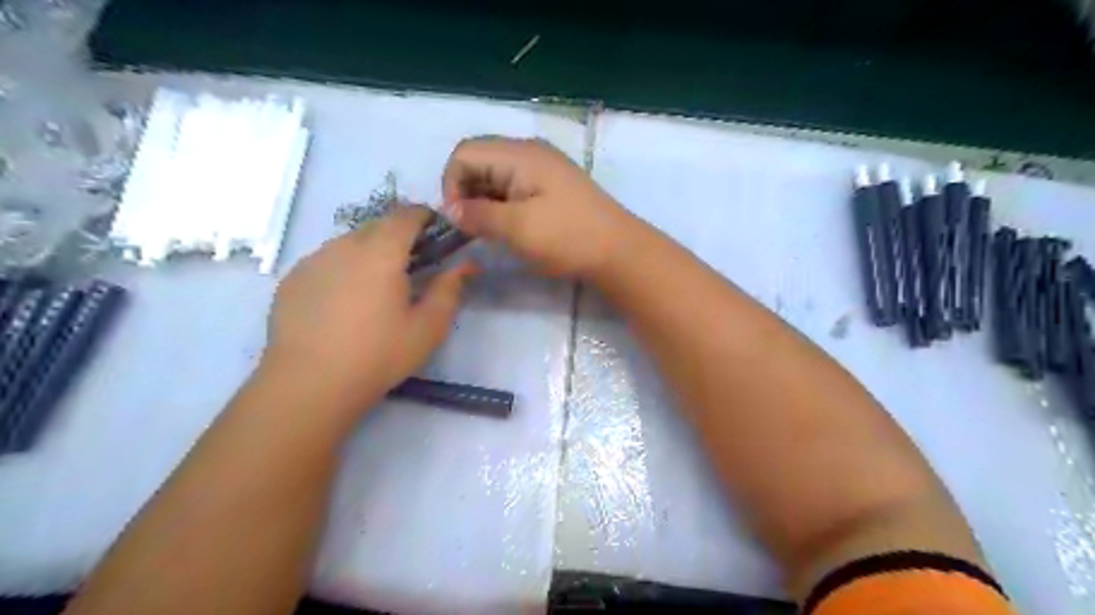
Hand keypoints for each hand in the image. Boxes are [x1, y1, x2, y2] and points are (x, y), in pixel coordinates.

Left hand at [261, 206, 478, 416]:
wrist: (309, 383)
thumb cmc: (379, 355)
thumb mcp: (428, 327)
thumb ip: (450, 289)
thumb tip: (467, 265)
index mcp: (381, 252)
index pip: (406, 215)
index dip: (425, 216)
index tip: (437, 231)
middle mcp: (344, 245)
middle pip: (377, 225)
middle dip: (398, 234)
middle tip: (412, 263)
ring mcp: (313, 260)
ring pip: (349, 241)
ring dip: (369, 251)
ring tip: (377, 285)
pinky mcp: (292, 279)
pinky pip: (326, 260)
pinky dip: (343, 267)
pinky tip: (345, 300)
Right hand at [442, 137, 638, 277]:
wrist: (619, 251)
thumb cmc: (567, 237)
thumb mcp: (517, 228)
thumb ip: (478, 215)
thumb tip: (450, 210)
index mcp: (520, 154)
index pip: (465, 153)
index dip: (451, 184)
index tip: (459, 219)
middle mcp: (530, 153)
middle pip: (479, 161)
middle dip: (466, 192)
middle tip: (474, 228)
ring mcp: (544, 169)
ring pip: (497, 176)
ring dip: (484, 201)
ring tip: (491, 231)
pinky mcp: (553, 187)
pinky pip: (515, 187)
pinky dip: (503, 204)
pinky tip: (510, 228)